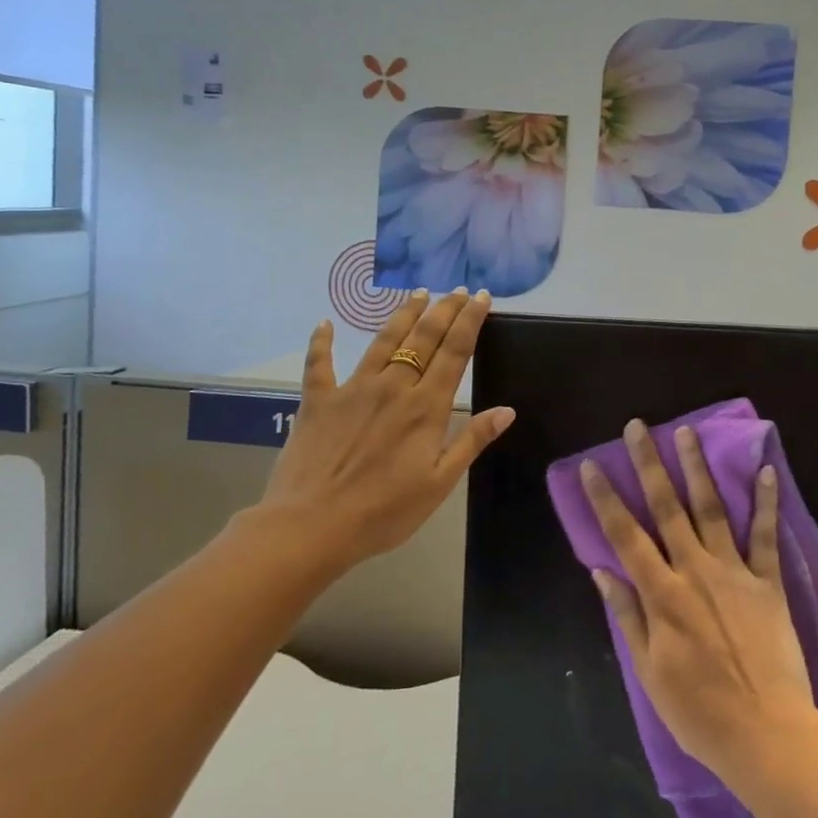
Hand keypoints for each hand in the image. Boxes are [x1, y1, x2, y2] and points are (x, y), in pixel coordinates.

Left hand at [249, 289, 514, 576]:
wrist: (310, 527)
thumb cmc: (383, 511)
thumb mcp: (439, 483)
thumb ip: (471, 441)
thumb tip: (507, 410)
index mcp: (426, 407)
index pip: (455, 352)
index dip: (470, 321)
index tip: (481, 297)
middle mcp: (393, 387)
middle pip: (423, 338)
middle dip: (444, 310)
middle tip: (457, 290)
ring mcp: (352, 390)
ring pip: (383, 341)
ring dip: (403, 315)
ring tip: (417, 293)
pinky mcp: (317, 401)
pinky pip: (319, 365)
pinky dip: (321, 342)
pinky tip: (323, 323)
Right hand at [583, 420, 817, 786]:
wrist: (766, 734)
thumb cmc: (699, 711)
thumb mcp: (649, 672)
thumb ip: (627, 615)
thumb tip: (602, 570)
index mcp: (662, 594)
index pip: (626, 535)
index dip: (606, 499)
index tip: (594, 466)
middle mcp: (695, 570)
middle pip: (667, 508)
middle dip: (649, 464)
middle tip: (638, 427)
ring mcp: (734, 572)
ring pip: (711, 509)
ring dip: (697, 468)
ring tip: (687, 431)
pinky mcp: (767, 582)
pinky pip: (766, 535)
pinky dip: (766, 502)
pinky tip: (765, 470)